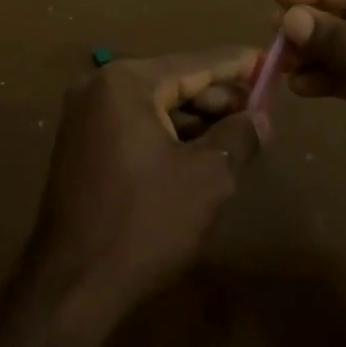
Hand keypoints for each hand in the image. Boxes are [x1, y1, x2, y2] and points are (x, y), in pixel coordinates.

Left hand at [30, 48, 262, 331]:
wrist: (74, 285)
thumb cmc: (145, 222)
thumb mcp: (207, 177)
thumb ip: (239, 136)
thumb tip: (260, 117)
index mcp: (126, 82)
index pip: (195, 63)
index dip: (238, 65)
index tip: (271, 61)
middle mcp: (99, 87)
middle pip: (172, 82)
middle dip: (218, 98)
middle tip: (261, 113)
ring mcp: (84, 117)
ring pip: (154, 106)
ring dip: (196, 120)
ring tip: (238, 136)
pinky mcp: (81, 146)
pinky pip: (134, 126)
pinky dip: (168, 135)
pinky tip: (201, 154)